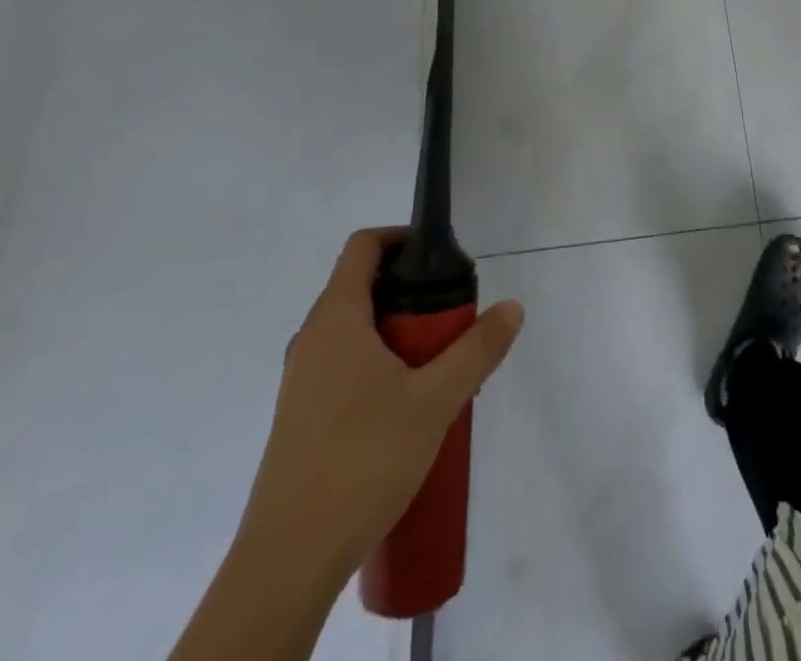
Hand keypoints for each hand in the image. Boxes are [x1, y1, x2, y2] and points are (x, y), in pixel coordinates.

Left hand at [234, 227, 524, 592]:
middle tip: (454, 321)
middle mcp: (312, 339)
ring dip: (401, 335)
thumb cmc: (361, 461)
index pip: (364, 246)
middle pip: (365, 287)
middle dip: (414, 294)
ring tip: (441, 370)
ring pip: (358, 332)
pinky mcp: (303, 418)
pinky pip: (348, 367)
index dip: (403, 237)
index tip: (442, 258)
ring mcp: (303, 381)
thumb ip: (477, 350)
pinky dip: (383, 367)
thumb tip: (512, 307)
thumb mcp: (434, 401)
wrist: (288, 563)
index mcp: (335, 318)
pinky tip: (411, 412)